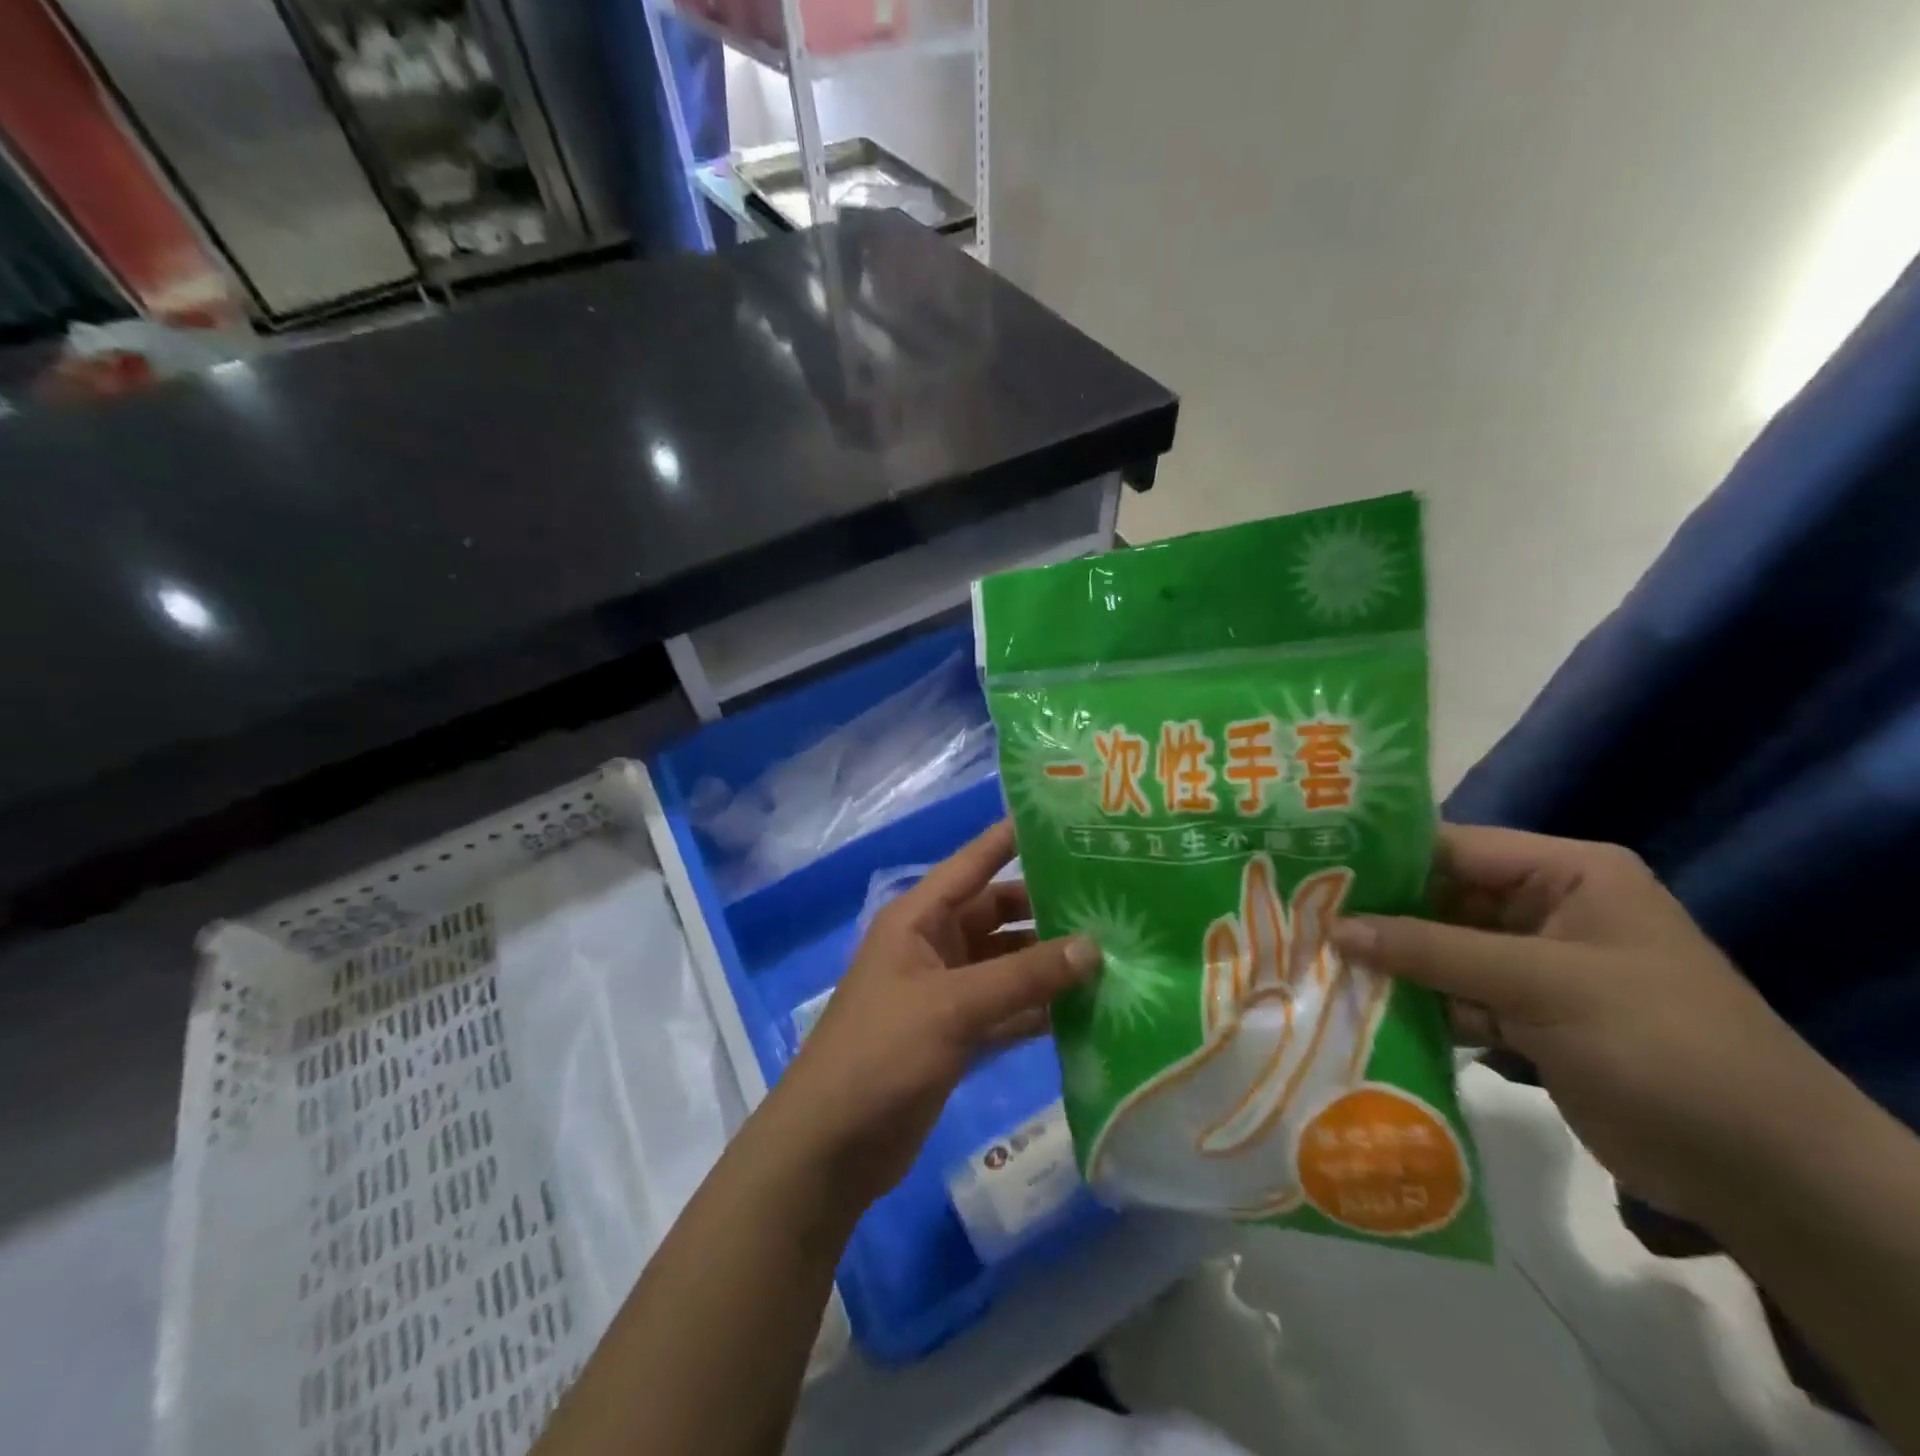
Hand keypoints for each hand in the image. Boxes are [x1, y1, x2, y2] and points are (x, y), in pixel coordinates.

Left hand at [764, 821, 1101, 1214]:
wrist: (831, 1147)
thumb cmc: (881, 1054)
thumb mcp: (952, 1006)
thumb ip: (1023, 977)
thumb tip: (1093, 947)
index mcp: (918, 919)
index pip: (973, 863)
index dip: (1012, 838)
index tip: (1065, 821)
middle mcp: (934, 946)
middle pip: (998, 914)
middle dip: (1047, 909)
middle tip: (1112, 900)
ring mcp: (946, 993)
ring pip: (1008, 964)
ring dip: (1050, 964)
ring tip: (1115, 953)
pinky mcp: (958, 1036)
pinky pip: (1008, 1009)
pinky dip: (1040, 1009)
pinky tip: (1089, 1009)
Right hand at [1331, 824, 1823, 1222]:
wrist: (1766, 1175)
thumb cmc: (1661, 1045)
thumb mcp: (1542, 984)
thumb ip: (1432, 950)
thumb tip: (1333, 927)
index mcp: (1567, 873)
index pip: (1453, 846)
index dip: (1382, 858)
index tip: (1311, 870)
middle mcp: (1546, 908)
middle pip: (1440, 899)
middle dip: (1378, 916)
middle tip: (1301, 921)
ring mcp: (1535, 965)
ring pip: (1440, 949)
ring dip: (1390, 963)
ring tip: (1316, 963)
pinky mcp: (1527, 1015)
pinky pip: (1454, 994)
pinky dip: (1416, 1003)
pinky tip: (1360, 1009)